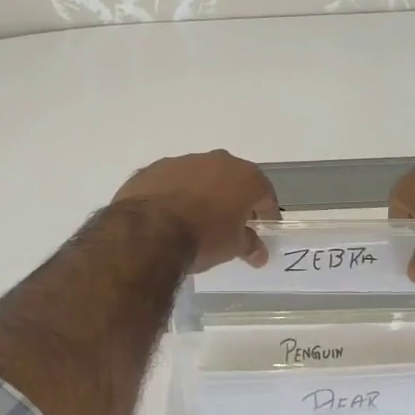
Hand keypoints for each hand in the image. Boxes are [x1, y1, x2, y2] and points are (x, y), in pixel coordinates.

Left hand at [112, 151, 281, 272]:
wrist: (148, 231)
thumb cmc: (203, 238)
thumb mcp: (232, 247)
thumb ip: (249, 245)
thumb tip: (259, 253)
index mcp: (245, 177)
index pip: (265, 194)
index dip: (266, 213)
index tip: (262, 229)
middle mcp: (217, 161)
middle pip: (233, 180)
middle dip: (234, 199)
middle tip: (230, 223)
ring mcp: (183, 161)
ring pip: (201, 176)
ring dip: (202, 193)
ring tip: (195, 219)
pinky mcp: (154, 168)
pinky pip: (172, 181)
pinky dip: (175, 193)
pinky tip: (168, 215)